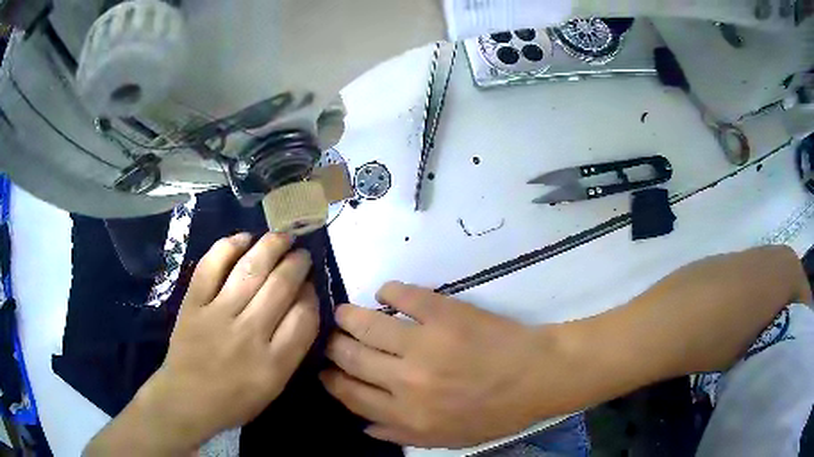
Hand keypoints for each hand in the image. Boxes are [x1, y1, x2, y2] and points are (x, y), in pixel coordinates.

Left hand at [85, 233, 319, 455]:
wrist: (186, 399)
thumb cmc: (235, 399)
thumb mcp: (274, 386)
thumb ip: (291, 348)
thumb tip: (302, 303)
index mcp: (274, 363)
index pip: (304, 317)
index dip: (312, 294)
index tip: (311, 286)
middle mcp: (249, 335)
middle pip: (281, 286)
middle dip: (297, 264)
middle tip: (302, 254)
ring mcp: (217, 315)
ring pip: (250, 270)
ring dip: (271, 246)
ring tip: (283, 237)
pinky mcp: (193, 303)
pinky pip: (211, 266)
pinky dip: (228, 246)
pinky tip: (244, 238)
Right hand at [320, 282, 553, 448]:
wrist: (536, 377)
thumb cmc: (495, 412)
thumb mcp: (448, 439)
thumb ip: (401, 435)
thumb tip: (363, 424)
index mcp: (406, 414)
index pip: (350, 394)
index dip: (330, 379)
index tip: (324, 369)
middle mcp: (405, 380)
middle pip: (349, 356)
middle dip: (333, 346)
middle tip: (332, 338)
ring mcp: (422, 342)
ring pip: (364, 324)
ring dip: (348, 316)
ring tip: (344, 313)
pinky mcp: (442, 312)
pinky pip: (401, 294)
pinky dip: (388, 291)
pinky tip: (386, 294)